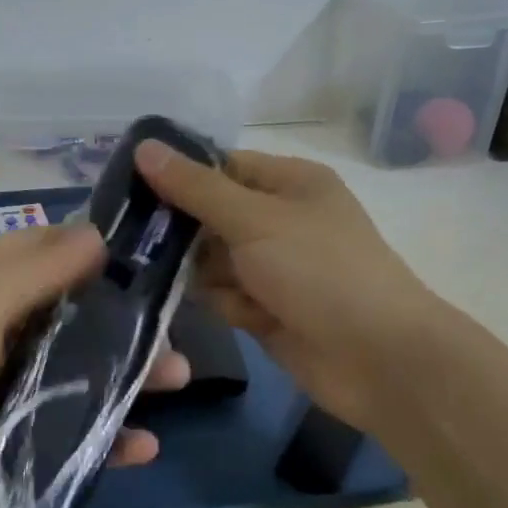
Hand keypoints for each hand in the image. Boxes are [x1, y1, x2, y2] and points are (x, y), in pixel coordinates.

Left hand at [0, 222, 188, 507]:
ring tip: (175, 382)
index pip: (44, 253)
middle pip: (69, 318)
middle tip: (175, 332)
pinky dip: (100, 439)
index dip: (94, 249)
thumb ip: (32, 271)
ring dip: (123, 378)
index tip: (152, 255)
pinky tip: (141, 448)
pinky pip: (62, 435)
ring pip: (74, 376)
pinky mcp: (1, 445)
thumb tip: (96, 231)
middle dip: (123, 322)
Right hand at [133, 142, 445, 431]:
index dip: (178, 174)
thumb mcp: (254, 220)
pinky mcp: (266, 307)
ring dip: (202, 273)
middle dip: (182, 230)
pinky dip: (226, 304)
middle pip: (209, 214)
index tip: (128, 186)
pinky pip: (224, 295)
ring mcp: (273, 266)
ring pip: (210, 259)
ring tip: (200, 283)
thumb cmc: (319, 271)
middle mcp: (279, 219)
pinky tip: (244, 315)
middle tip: (134, 238)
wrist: (379, 360)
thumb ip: (195, 188)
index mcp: (288, 183)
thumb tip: (143, 146)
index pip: (219, 166)